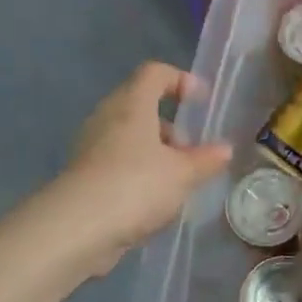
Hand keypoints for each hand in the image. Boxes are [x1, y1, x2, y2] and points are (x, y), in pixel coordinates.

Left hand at [58, 63, 232, 274]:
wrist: (77, 228)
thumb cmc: (136, 186)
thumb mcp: (183, 174)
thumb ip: (206, 160)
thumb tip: (225, 149)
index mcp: (132, 105)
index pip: (154, 73)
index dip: (180, 80)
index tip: (201, 101)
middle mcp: (108, 118)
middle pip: (141, 107)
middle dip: (170, 126)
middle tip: (192, 151)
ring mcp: (92, 147)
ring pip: (130, 138)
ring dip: (156, 153)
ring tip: (178, 181)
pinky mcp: (84, 176)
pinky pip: (118, 164)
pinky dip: (140, 174)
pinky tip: (155, 202)